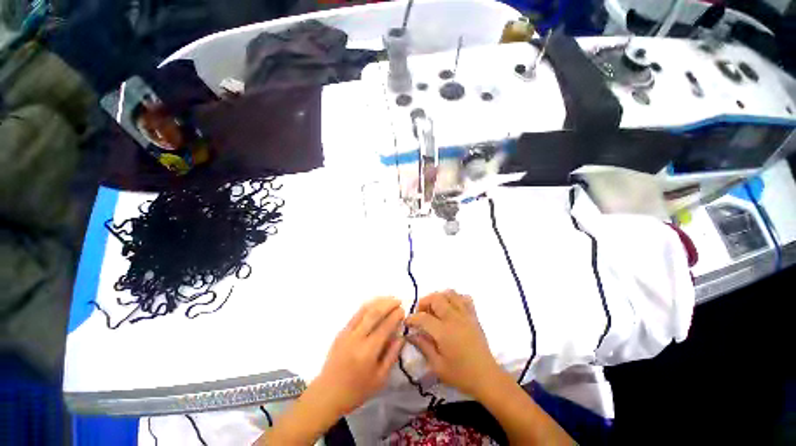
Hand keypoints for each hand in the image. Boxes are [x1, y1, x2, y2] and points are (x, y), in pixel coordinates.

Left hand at [311, 297, 404, 417]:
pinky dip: (367, 306)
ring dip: (378, 301)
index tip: (403, 310)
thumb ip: (392, 355)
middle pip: (374, 313)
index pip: (385, 326)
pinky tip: (374, 304)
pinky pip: (356, 314)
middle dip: (388, 304)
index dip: (395, 316)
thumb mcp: (380, 379)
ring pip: (364, 310)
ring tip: (389, 298)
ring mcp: (347, 333)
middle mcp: (357, 338)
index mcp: (368, 352)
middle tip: (398, 300)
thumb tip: (401, 336)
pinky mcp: (341, 331)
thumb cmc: (357, 390)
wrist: (328, 393)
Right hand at [405, 290, 500, 399]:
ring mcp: (465, 315)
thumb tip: (410, 335)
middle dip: (424, 302)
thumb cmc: (461, 375)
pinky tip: (451, 308)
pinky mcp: (474, 316)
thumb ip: (423, 346)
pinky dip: (456, 298)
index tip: (407, 322)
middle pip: (436, 298)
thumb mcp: (437, 366)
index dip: (412, 318)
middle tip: (420, 313)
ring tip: (435, 309)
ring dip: (439, 297)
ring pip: (450, 294)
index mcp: (444, 332)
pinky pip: (465, 298)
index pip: (423, 317)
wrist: (487, 378)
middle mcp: (454, 318)